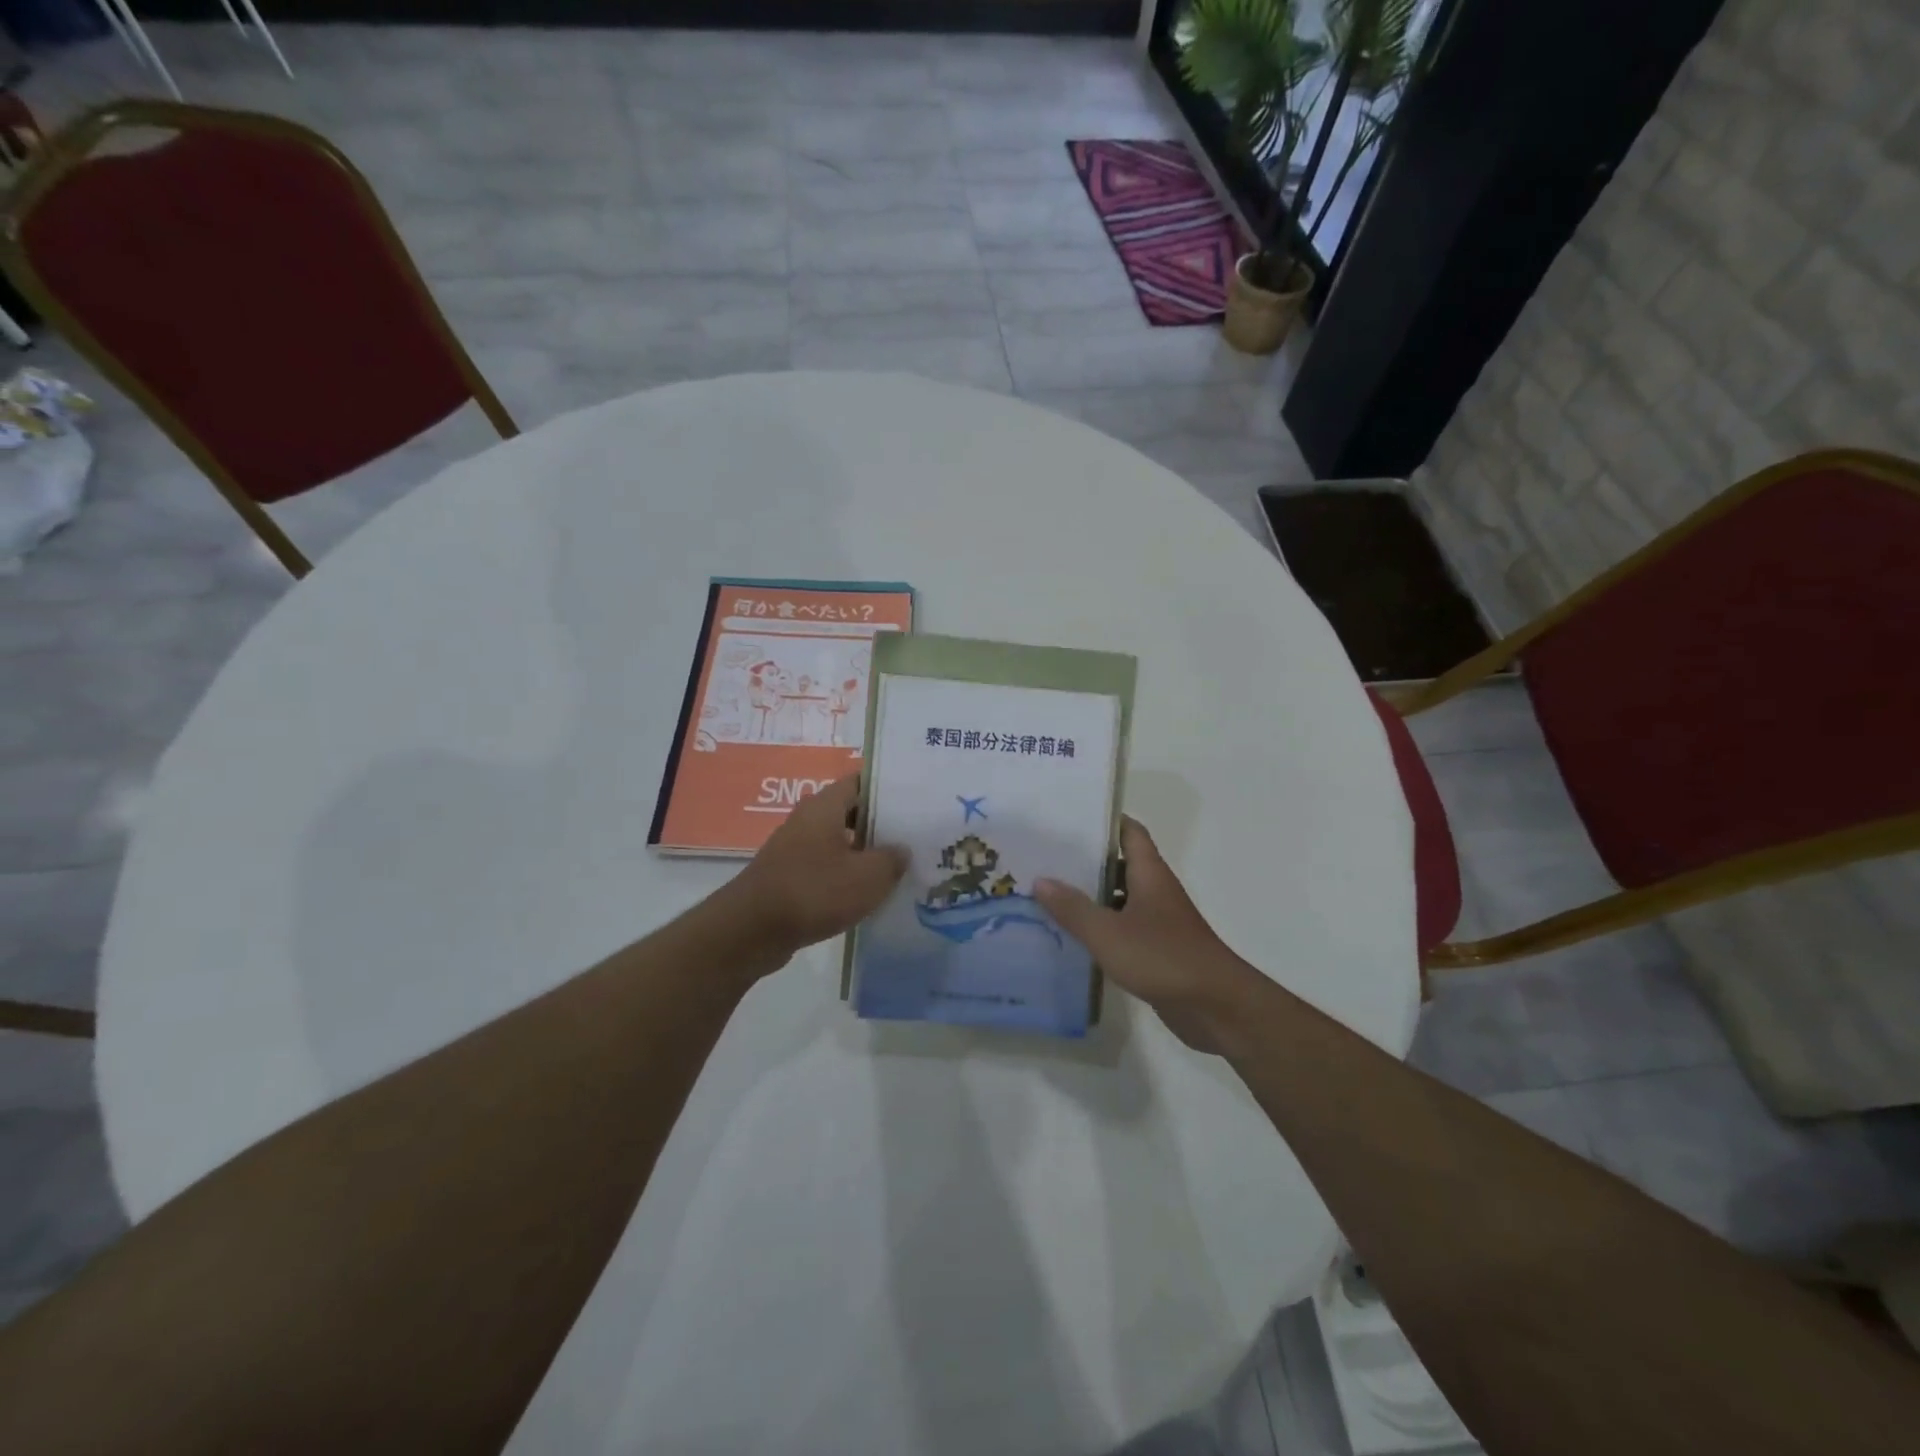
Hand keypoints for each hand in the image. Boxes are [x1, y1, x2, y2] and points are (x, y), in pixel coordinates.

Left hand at [723, 775, 905, 967]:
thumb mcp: (868, 876)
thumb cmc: (814, 892)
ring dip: (864, 854)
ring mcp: (794, 850)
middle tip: (915, 836)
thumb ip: (892, 859)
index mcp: (824, 806)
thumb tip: (901, 850)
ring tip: (899, 868)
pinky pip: (825, 869)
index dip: (887, 788)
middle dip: (881, 824)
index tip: (915, 799)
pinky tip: (867, 895)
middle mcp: (807, 820)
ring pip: (838, 843)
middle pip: (851, 813)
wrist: (751, 931)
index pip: (860, 782)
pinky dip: (845, 877)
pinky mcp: (788, 878)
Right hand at [1035, 819, 1261, 1051]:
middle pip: (1120, 863)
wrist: (1216, 1006)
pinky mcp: (1157, 950)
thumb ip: (1073, 908)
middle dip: (1086, 859)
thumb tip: (1040, 880)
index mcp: (1149, 874)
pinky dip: (1101, 927)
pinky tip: (1072, 935)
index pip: (1129, 832)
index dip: (1103, 820)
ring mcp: (1158, 921)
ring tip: (1049, 893)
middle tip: (1045, 857)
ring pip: (1119, 897)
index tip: (1069, 816)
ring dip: (1091, 895)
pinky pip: (1123, 928)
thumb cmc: (1163, 957)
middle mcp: (1155, 890)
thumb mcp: (1108, 932)